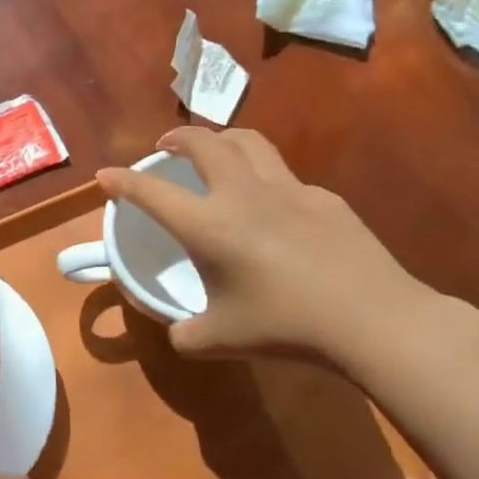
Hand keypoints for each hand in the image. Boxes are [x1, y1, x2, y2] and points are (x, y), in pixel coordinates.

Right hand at [97, 127, 441, 366]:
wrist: (373, 319)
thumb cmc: (286, 327)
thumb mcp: (219, 340)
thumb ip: (185, 333)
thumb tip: (177, 331)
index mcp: (208, 225)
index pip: (151, 192)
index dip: (122, 181)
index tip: (105, 176)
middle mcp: (242, 194)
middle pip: (203, 143)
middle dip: (177, 138)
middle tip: (166, 147)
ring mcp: (288, 189)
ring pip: (248, 141)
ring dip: (221, 139)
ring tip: (215, 151)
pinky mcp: (324, 198)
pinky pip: (285, 176)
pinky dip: (265, 177)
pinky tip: (273, 207)